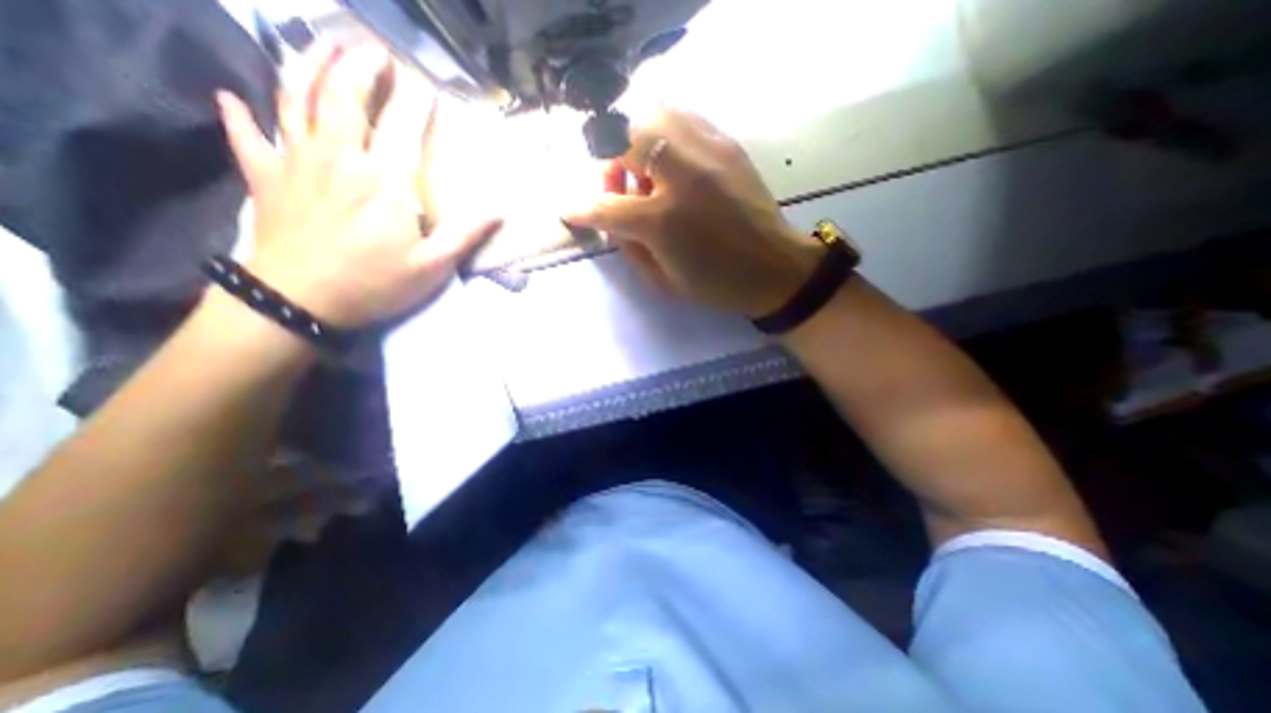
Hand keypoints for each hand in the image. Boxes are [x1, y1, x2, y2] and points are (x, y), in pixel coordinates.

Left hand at [215, 43, 499, 324]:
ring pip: (294, 97)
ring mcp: (296, 161)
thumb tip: (499, 211)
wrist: (299, 302)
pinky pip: (248, 135)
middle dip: (360, 64)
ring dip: (307, 64)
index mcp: (384, 181)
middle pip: (343, 95)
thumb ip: (464, 234)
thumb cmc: (374, 284)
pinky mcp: (265, 176)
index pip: (403, 125)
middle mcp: (339, 157)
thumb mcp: (432, 266)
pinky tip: (234, 97)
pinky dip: (240, 113)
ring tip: (322, 44)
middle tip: (374, 46)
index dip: (416, 100)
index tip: (427, 82)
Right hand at [564, 107, 813, 316]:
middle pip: (624, 137)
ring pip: (653, 115)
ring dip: (636, 139)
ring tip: (646, 170)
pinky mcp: (727, 145)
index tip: (569, 210)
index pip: (606, 207)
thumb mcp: (664, 281)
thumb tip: (610, 220)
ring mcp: (707, 154)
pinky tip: (672, 161)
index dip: (582, 209)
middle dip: (609, 158)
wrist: (775, 268)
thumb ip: (629, 248)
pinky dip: (666, 133)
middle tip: (619, 183)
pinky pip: (684, 118)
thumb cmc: (716, 283)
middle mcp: (681, 177)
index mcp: (663, 222)